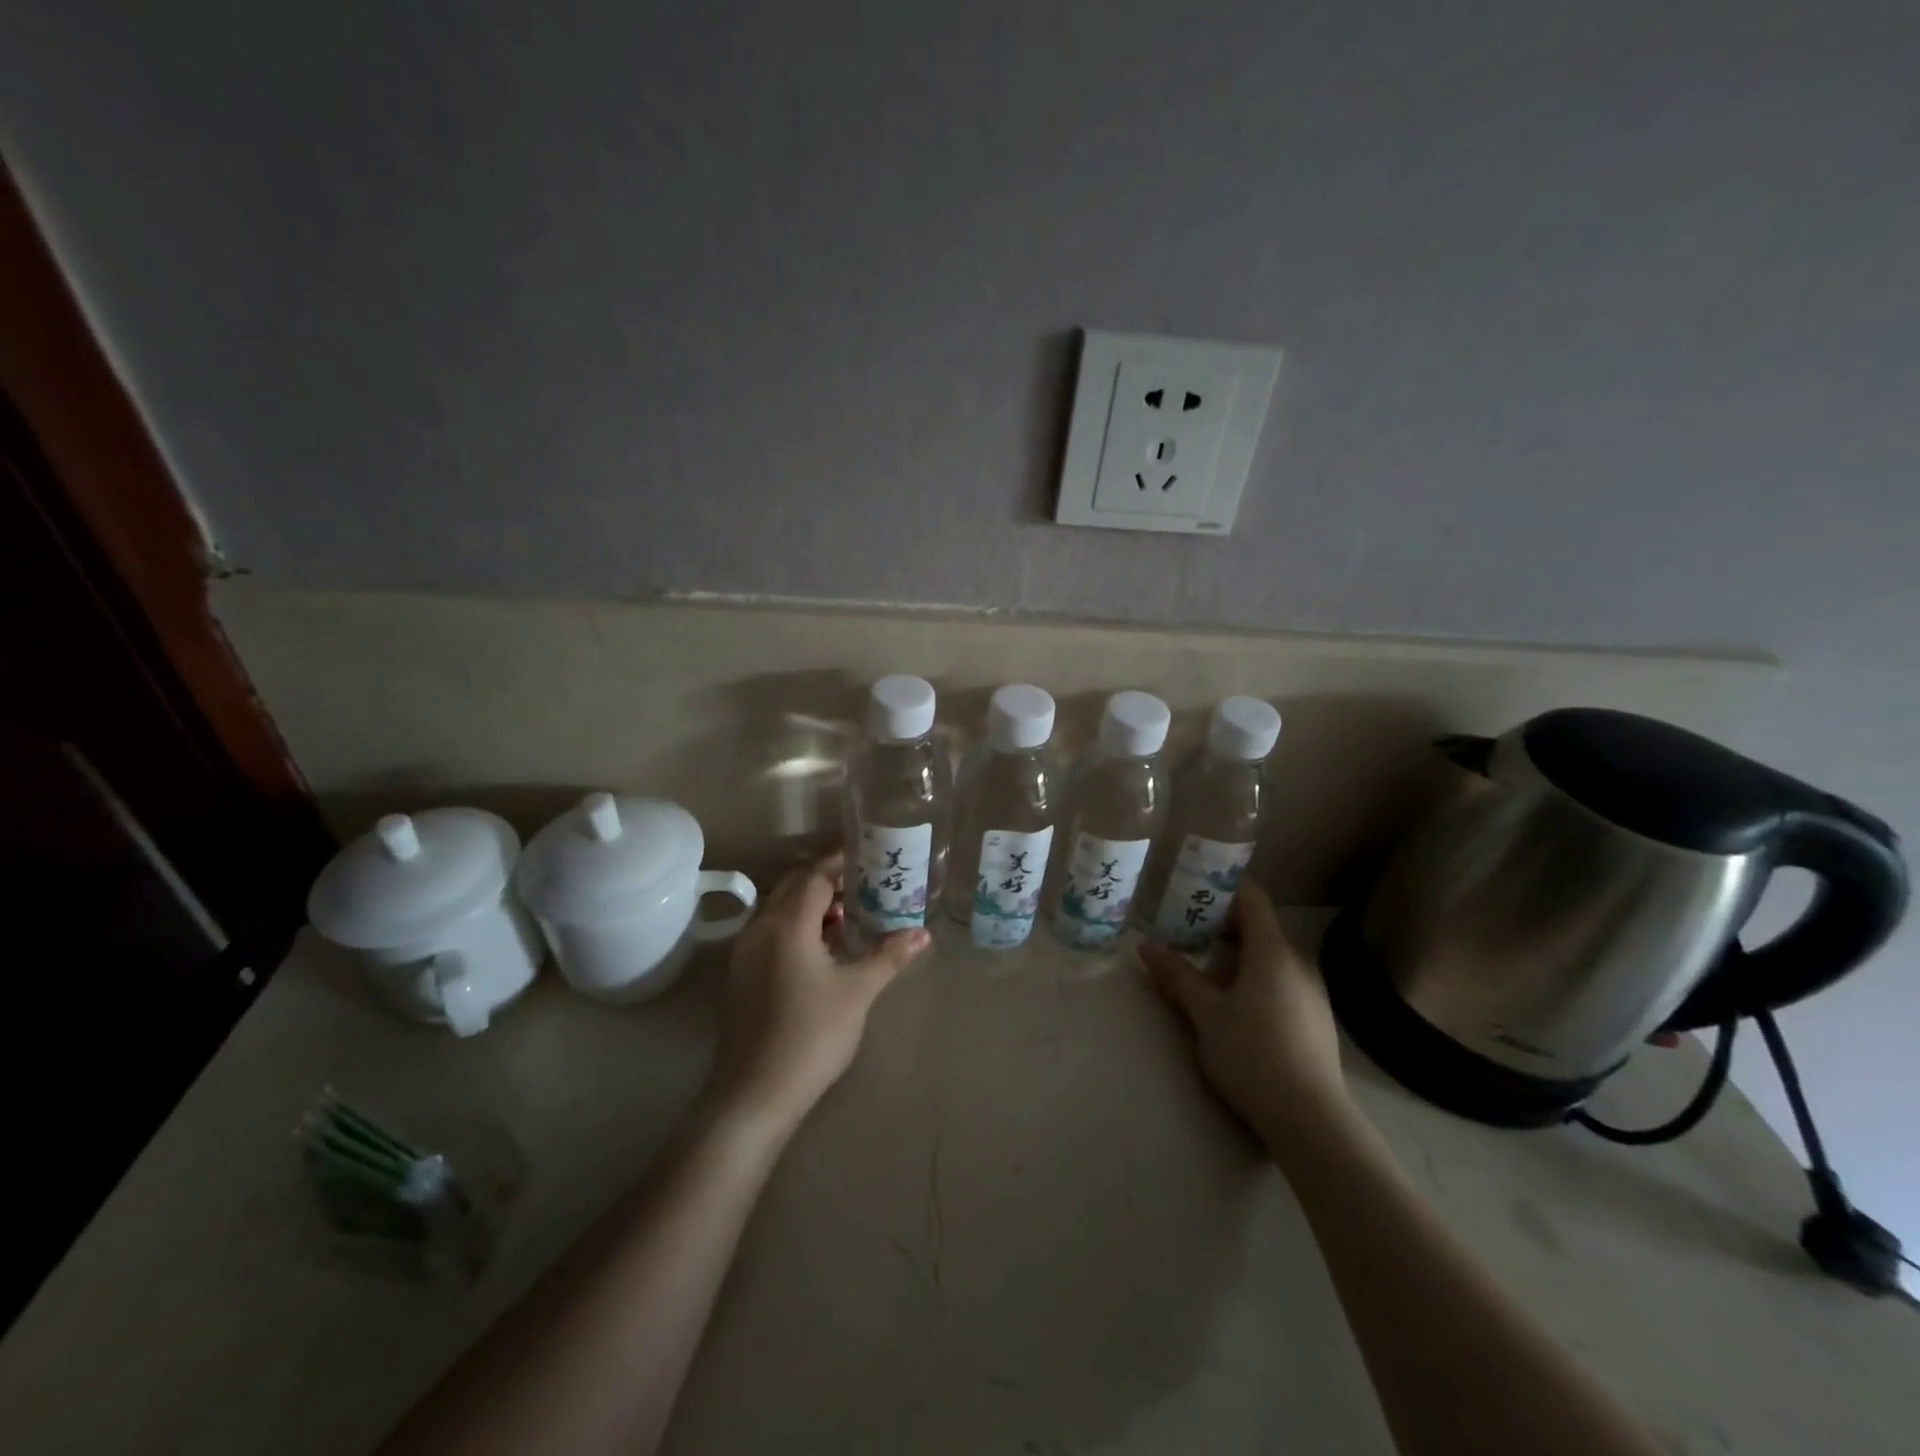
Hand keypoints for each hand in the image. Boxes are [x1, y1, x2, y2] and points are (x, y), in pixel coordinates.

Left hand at [704, 851, 929, 1140]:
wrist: (754, 1094)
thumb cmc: (811, 1035)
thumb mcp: (858, 992)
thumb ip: (889, 956)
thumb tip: (923, 933)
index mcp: (786, 924)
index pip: (815, 876)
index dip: (841, 863)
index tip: (870, 856)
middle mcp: (760, 929)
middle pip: (794, 887)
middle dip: (828, 881)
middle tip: (865, 883)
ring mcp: (746, 953)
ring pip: (780, 911)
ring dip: (812, 905)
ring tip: (851, 914)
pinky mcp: (743, 976)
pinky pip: (772, 933)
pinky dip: (798, 927)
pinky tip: (825, 948)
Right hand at [1142, 882, 1357, 1160]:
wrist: (1311, 1120)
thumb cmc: (1253, 1055)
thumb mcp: (1205, 1014)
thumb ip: (1177, 975)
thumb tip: (1146, 945)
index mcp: (1272, 951)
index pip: (1252, 898)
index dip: (1223, 888)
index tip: (1191, 893)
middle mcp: (1297, 962)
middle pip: (1260, 926)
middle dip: (1221, 924)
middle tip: (1185, 933)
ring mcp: (1312, 991)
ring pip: (1270, 956)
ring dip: (1237, 954)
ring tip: (1203, 970)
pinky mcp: (1315, 1018)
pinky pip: (1281, 979)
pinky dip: (1255, 976)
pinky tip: (1235, 1005)